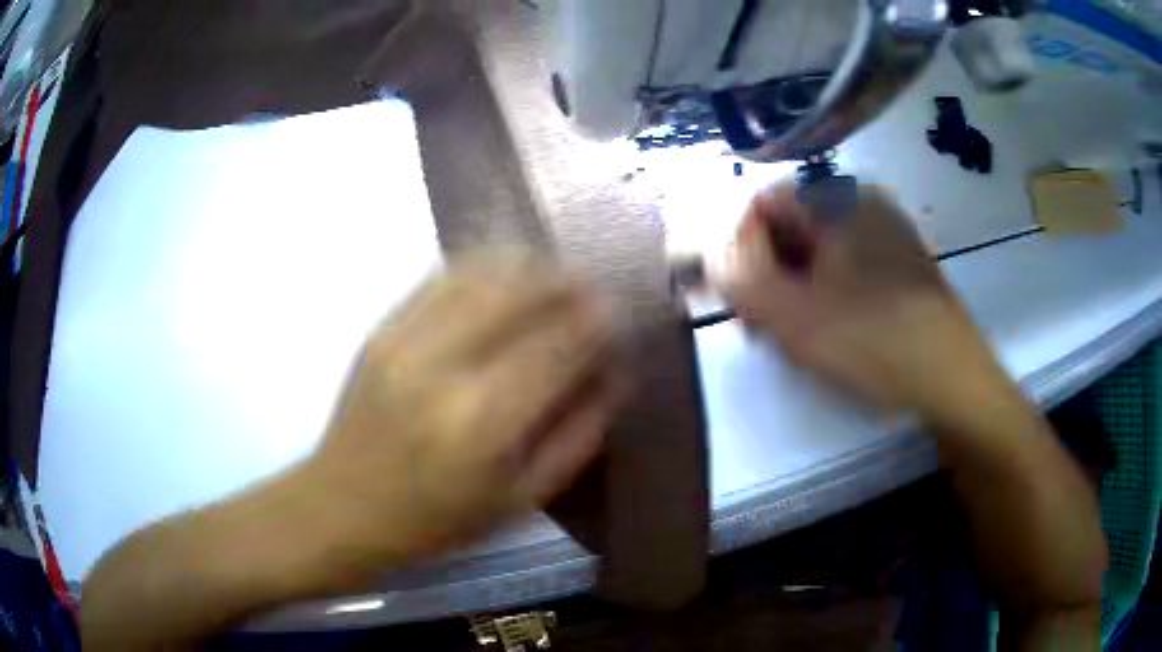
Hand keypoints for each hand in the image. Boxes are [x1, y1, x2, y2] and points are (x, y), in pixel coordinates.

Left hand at [307, 250, 623, 568]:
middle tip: (592, 288)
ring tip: (556, 276)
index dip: (596, 321)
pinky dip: (484, 267)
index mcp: (483, 423)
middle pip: (520, 293)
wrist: (342, 505)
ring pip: (482, 273)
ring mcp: (404, 339)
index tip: (620, 313)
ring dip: (529, 267)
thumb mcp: (522, 500)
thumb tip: (616, 373)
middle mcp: (443, 367)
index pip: (557, 345)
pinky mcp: (381, 328)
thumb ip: (577, 435)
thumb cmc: (437, 521)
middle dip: (567, 282)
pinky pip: (443, 278)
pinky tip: (506, 275)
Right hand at [721, 184, 999, 416]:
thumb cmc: (873, 343)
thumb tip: (716, 253)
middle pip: (792, 225)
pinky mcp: (901, 259)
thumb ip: (741, 277)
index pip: (760, 204)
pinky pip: (848, 262)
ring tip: (793, 333)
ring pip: (819, 247)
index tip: (738, 301)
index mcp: (837, 199)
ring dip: (795, 284)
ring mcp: (887, 229)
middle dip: (768, 271)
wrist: (953, 379)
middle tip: (762, 325)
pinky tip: (828, 327)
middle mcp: (863, 201)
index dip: (738, 250)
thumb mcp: (793, 315)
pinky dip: (826, 289)